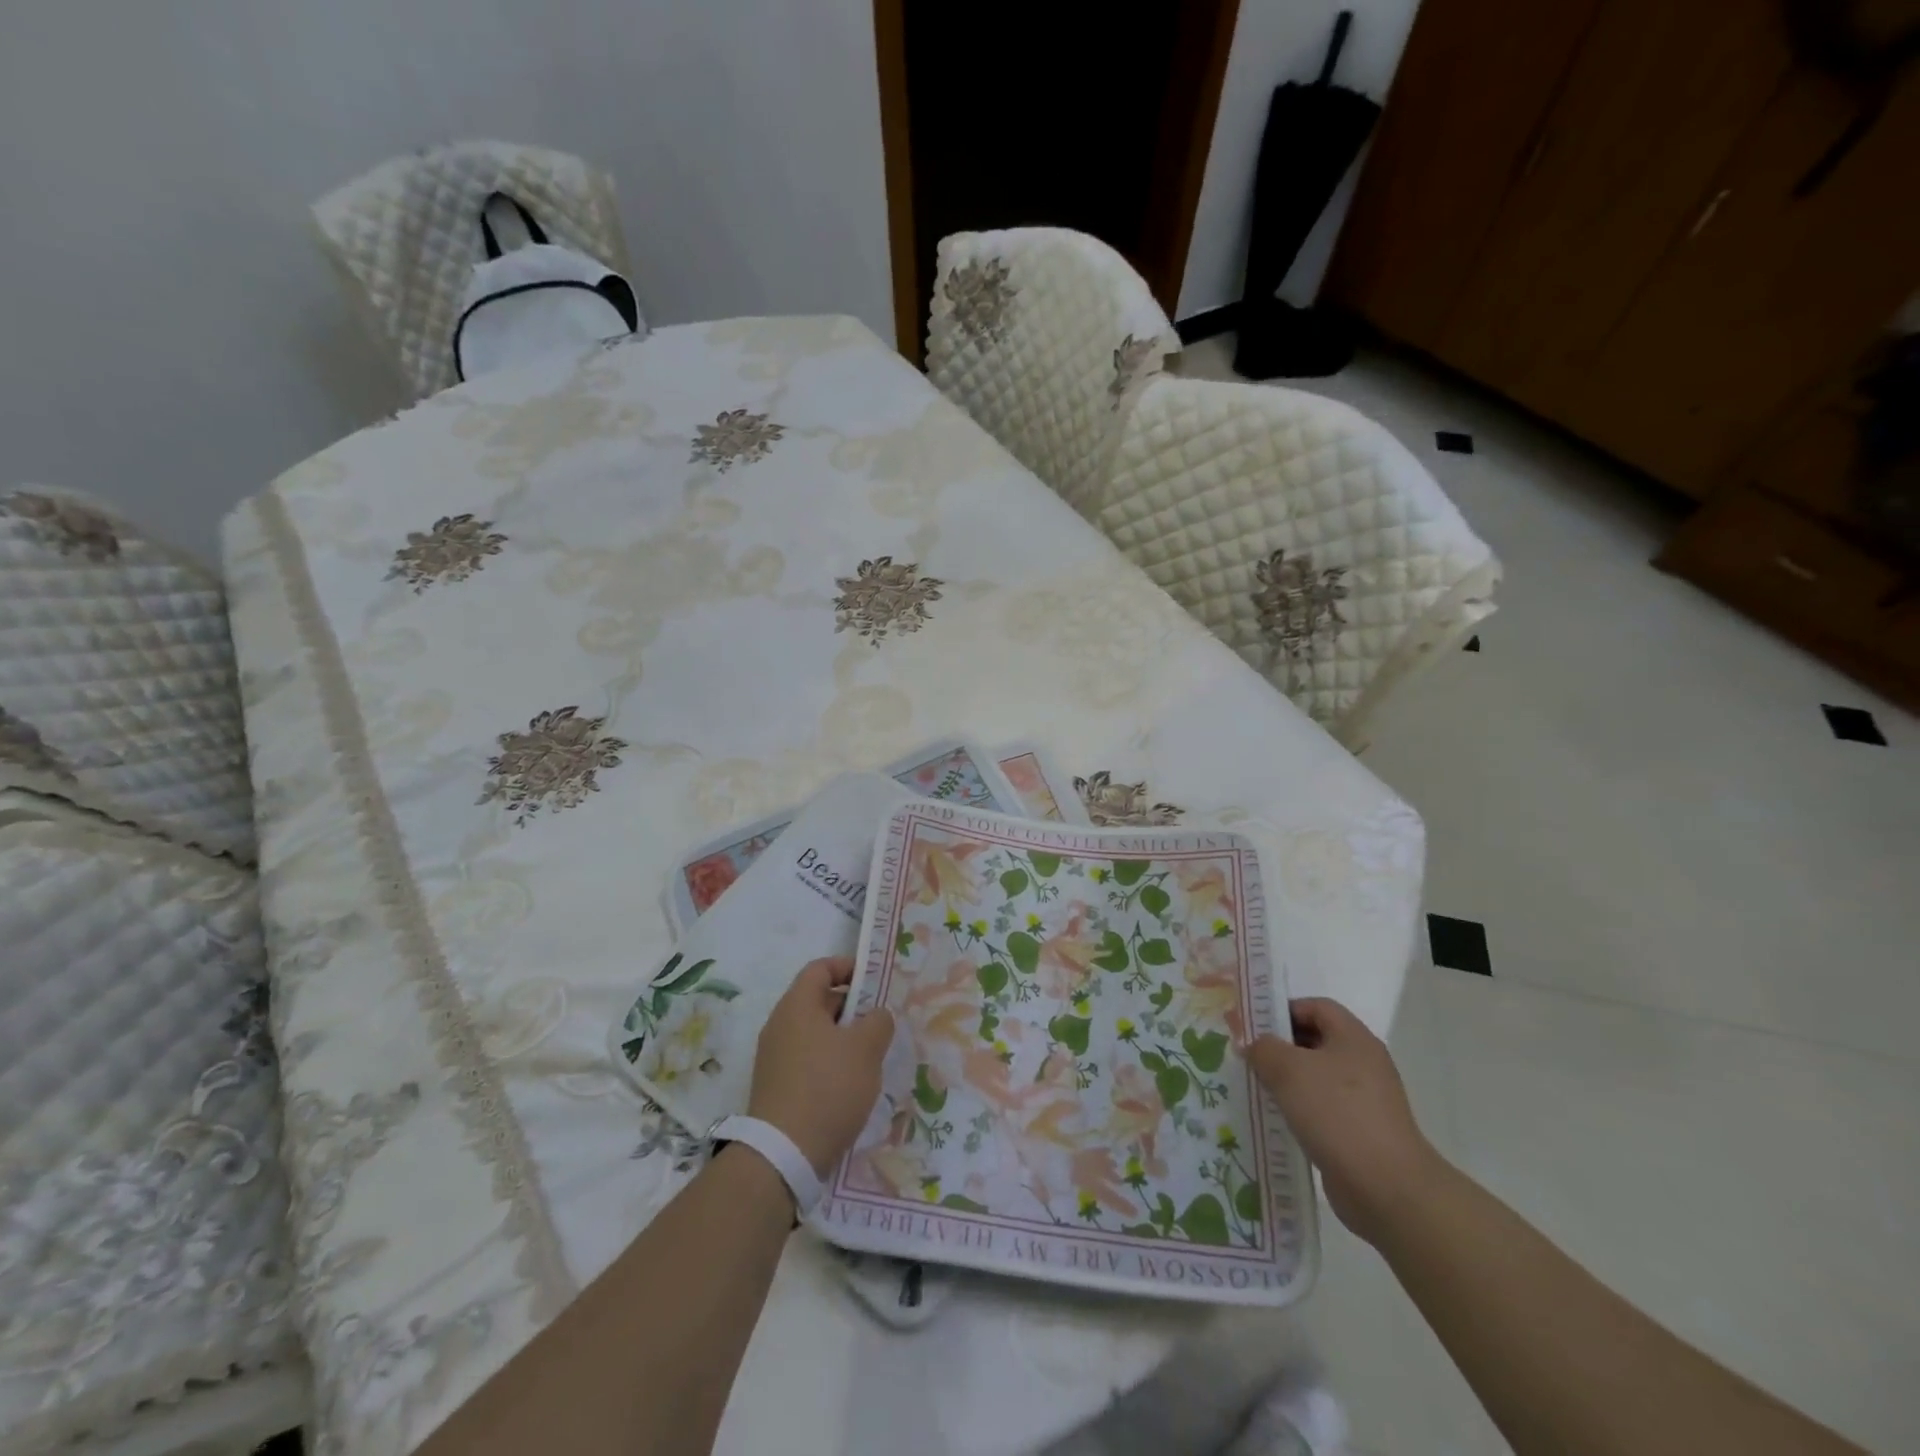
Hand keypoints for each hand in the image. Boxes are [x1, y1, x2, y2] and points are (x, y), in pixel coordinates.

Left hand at [748, 957, 894, 1177]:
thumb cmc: (828, 1087)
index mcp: (797, 1005)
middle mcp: (779, 1025)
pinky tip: (849, 1085)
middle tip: (879, 1024)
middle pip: (818, 1000)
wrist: (783, 1155)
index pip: (820, 968)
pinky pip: (807, 1060)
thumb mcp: (866, 1048)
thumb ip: (878, 1022)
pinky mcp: (776, 1087)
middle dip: (851, 1007)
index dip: (848, 968)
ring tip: (870, 1058)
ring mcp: (774, 1058)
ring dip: (842, 1039)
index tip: (874, 983)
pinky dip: (829, 1062)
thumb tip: (876, 1016)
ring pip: (814, 1033)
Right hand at [1245, 997, 1446, 1245]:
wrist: (1387, 1188)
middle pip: (1316, 1041)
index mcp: (1353, 1038)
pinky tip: (1277, 1120)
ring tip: (1256, 1089)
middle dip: (1280, 1046)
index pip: (1316, 1007)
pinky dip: (1300, 1110)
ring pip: (1317, 1077)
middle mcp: (1363, 1063)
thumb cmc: (1337, 1113)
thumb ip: (1263, 1048)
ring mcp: (1365, 1100)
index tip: (1254, 1026)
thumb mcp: (1288, 1070)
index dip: (1283, 1010)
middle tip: (1248, 1057)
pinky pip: (1323, 1109)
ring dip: (1287, 1081)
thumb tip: (1254, 1045)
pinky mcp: (1361, 1132)